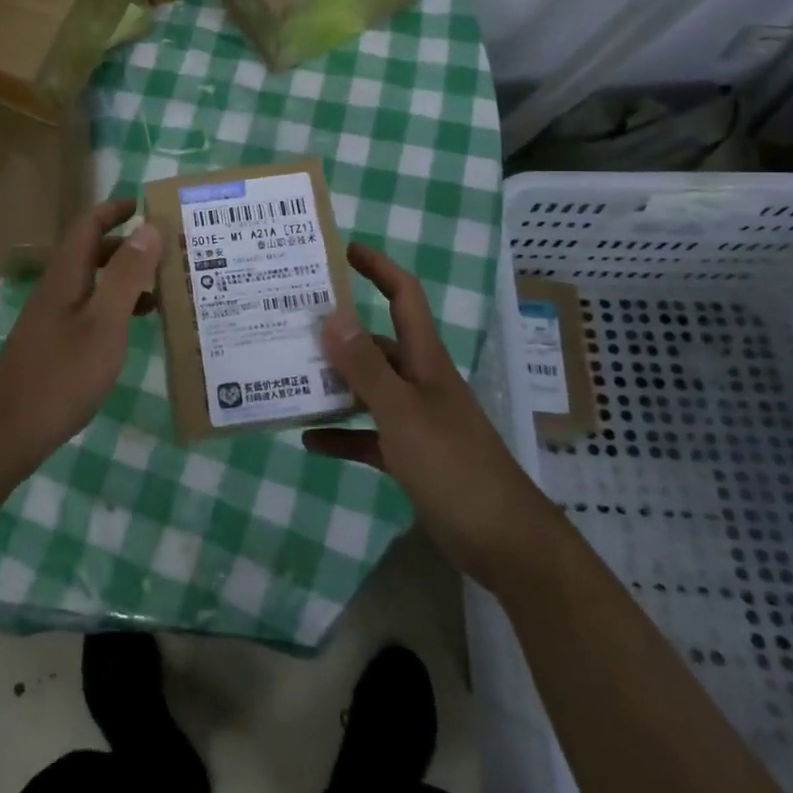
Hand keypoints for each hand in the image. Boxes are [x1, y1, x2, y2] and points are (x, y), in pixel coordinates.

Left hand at [0, 198, 161, 471]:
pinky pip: (91, 308)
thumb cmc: (63, 373)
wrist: (11, 430)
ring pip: (94, 282)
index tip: (147, 205)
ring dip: (126, 277)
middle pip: (92, 251)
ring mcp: (54, 317)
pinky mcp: (56, 342)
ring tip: (165, 289)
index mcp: (67, 275)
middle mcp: (58, 289)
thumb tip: (148, 227)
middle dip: (129, 244)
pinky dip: (117, 306)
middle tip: (169, 250)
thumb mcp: (104, 322)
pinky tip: (137, 326)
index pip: (88, 224)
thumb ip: (126, 275)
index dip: (115, 209)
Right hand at [304, 242, 549, 590]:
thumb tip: (330, 316)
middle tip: (292, 323)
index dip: (378, 268)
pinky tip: (309, 440)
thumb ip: (365, 367)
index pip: (403, 296)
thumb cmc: (453, 465)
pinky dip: (341, 434)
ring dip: (333, 384)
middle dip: (338, 331)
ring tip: (289, 376)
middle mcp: (419, 381)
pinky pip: (368, 435)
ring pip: (368, 389)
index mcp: (425, 359)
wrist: (503, 541)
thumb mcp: (403, 412)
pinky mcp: (410, 456)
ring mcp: (416, 419)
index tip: (343, 250)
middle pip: (376, 343)